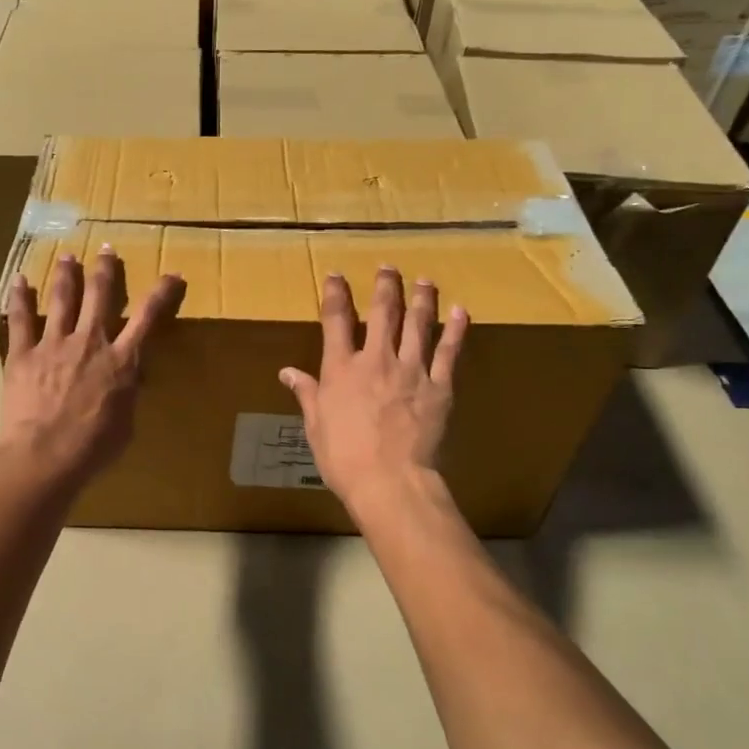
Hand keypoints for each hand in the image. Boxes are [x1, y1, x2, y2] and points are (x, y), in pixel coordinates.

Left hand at [0, 245, 183, 488]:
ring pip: (63, 299)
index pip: (148, 318)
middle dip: (105, 270)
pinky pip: (21, 320)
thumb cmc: (93, 448)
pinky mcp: (23, 354)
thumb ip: (128, 393)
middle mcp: (90, 343)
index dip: (161, 293)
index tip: (172, 273)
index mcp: (121, 361)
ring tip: (68, 256)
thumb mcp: (126, 423)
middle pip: (100, 296)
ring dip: (68, 275)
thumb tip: (129, 378)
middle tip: (106, 249)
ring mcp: (54, 344)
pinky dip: (20, 298)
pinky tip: (20, 280)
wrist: (45, 457)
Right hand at [279, 268, 467, 517]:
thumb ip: (306, 393)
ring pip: (418, 323)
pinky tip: (461, 312)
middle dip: (384, 286)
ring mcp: (411, 369)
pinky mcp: (439, 386)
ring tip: (425, 280)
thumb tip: (287, 372)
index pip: (336, 320)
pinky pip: (449, 351)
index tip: (336, 275)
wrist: (389, 480)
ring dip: (421, 298)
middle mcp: (376, 359)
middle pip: (383, 312)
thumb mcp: (315, 425)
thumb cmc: (343, 456)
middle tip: (388, 267)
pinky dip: (456, 329)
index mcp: (341, 368)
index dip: (336, 294)